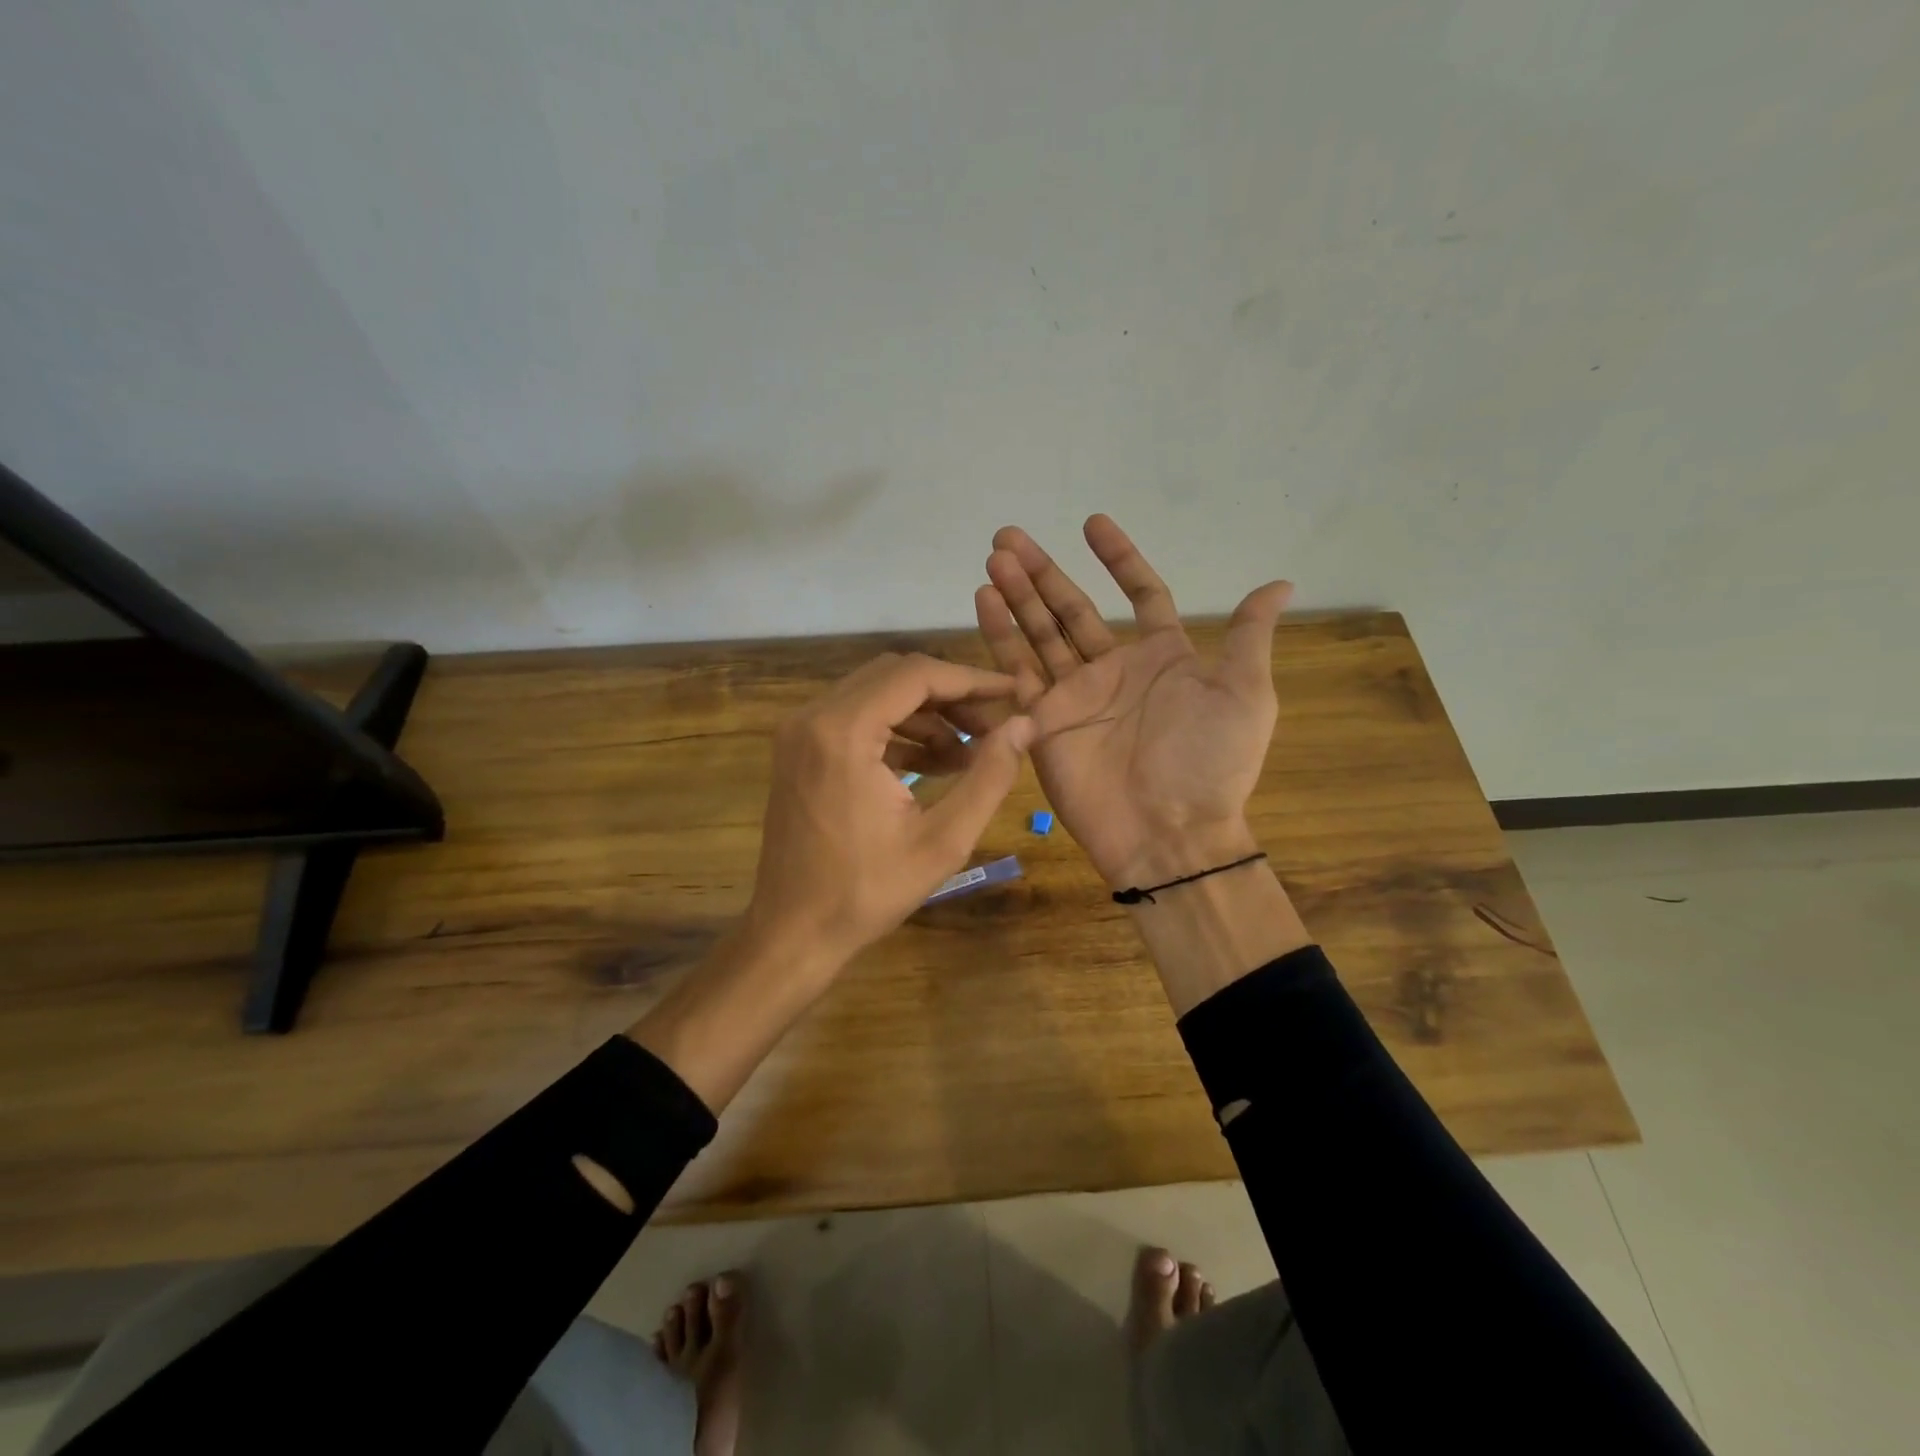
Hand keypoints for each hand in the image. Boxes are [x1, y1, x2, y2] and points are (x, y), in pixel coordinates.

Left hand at [743, 652, 1033, 970]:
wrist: (793, 932)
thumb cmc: (867, 892)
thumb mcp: (943, 840)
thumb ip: (989, 776)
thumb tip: (1025, 725)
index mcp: (843, 731)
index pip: (916, 675)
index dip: (970, 680)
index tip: (1012, 693)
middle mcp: (813, 717)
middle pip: (894, 676)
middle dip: (949, 696)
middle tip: (992, 728)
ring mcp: (800, 732)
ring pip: (875, 694)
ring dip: (925, 715)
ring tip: (968, 754)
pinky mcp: (799, 750)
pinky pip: (856, 719)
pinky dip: (897, 731)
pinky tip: (933, 764)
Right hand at [974, 515, 1291, 888]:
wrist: (1169, 832)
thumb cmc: (1210, 761)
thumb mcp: (1244, 694)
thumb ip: (1248, 637)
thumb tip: (1280, 583)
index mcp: (1162, 659)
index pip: (1139, 595)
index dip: (1119, 559)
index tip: (1092, 523)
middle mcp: (1114, 671)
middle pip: (1072, 610)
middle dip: (1044, 573)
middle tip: (1009, 535)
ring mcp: (1074, 696)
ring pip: (1040, 634)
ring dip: (1017, 595)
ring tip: (994, 557)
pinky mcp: (1043, 721)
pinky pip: (1017, 671)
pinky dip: (1000, 636)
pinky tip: (984, 599)